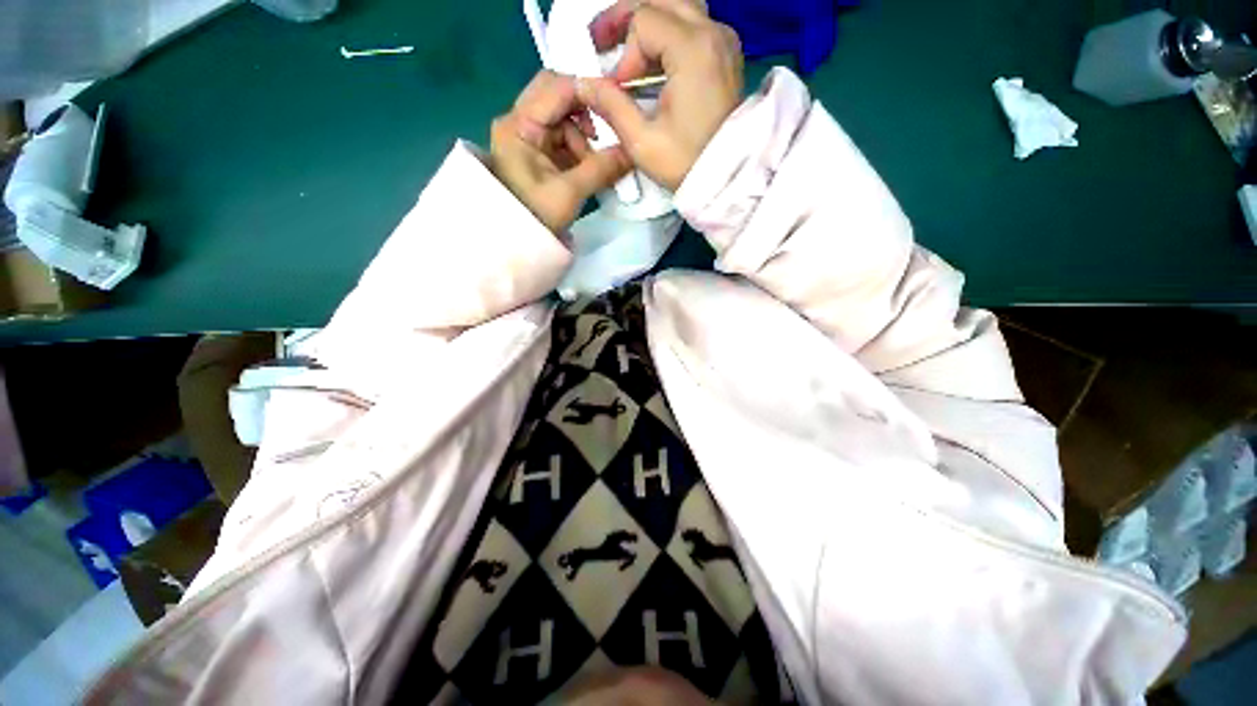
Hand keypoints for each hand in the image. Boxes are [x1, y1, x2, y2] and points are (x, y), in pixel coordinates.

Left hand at [491, 70, 632, 232]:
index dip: (587, 93)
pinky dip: (578, 149)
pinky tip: (587, 169)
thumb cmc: (536, 217)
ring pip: (563, 118)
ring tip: (593, 167)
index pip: (556, 87)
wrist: (518, 242)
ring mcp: (526, 135)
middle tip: (601, 140)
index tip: (614, 112)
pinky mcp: (535, 150)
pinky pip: (562, 137)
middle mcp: (518, 121)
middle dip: (585, 116)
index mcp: (519, 126)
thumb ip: (602, 169)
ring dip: (583, 138)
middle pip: (558, 97)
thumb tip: (632, 152)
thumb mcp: (570, 193)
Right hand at [579, 0, 742, 190]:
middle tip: (602, 42)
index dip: (623, 53)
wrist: (729, 177)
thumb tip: (584, 84)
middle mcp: (713, 32)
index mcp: (693, 49)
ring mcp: (724, 40)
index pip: (643, 21)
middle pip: (660, 0)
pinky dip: (669, 35)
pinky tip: (655, 61)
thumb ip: (612, 106)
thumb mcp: (642, 142)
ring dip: (648, 23)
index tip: (620, 89)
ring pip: (678, 7)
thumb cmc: (686, 163)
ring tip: (626, 49)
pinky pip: (693, 25)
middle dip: (626, 18)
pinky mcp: (727, 54)